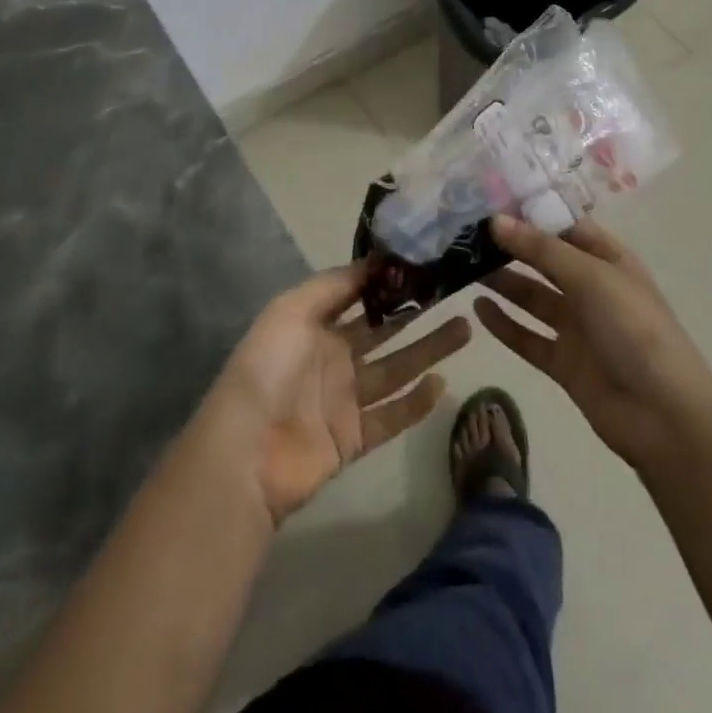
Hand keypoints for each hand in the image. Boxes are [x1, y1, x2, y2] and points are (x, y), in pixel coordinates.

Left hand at [203, 264, 470, 526]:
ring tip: (465, 329)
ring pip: (395, 369)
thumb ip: (334, 285)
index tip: (424, 262)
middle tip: (454, 294)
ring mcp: (344, 399)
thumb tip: (375, 260)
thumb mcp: (292, 309)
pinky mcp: (354, 438)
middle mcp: (332, 357)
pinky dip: (416, 403)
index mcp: (314, 324)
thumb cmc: (268, 368)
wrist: (246, 452)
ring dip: (428, 351)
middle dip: (416, 313)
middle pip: (383, 331)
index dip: (387, 280)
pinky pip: (392, 416)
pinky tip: (442, 384)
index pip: (358, 295)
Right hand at [474, 214, 711, 471]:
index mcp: (609, 260)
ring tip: (463, 265)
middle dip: (511, 246)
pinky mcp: (564, 362)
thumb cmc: (634, 330)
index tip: (489, 200)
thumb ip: (540, 250)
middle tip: (466, 233)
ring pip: (532, 297)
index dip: (531, 213)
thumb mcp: (590, 278)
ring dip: (503, 282)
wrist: (664, 417)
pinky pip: (527, 337)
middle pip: (545, 260)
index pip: (565, 226)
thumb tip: (494, 221)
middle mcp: (592, 288)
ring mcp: (578, 327)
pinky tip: (477, 309)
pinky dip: (504, 324)